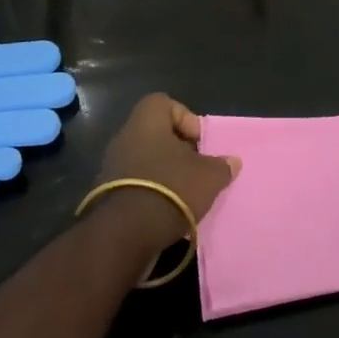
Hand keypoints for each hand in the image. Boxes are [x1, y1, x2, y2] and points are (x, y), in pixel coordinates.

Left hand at [91, 94, 240, 255]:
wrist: (125, 234)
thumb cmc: (170, 188)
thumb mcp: (208, 176)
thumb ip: (221, 166)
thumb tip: (232, 162)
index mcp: (146, 122)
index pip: (163, 103)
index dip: (185, 118)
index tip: (198, 142)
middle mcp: (125, 138)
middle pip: (156, 134)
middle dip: (177, 151)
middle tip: (195, 169)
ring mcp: (111, 167)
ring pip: (145, 161)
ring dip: (164, 174)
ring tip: (184, 194)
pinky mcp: (107, 195)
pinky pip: (135, 185)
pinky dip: (151, 194)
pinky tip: (167, 211)